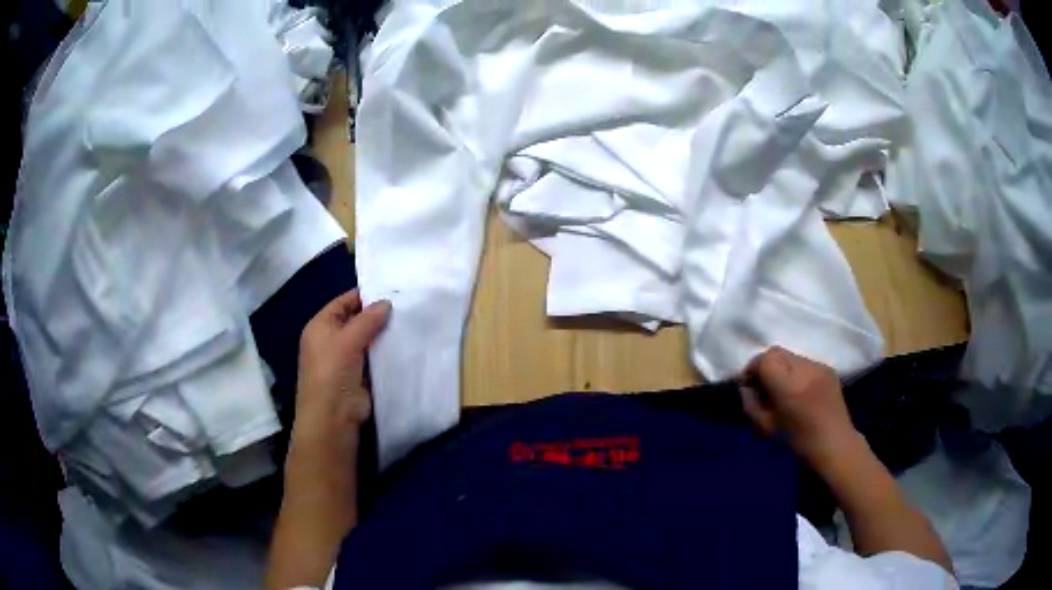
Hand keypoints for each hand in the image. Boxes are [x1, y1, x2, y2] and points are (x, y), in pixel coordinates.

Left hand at [284, 289, 390, 541]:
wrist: (333, 417)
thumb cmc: (332, 372)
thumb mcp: (348, 340)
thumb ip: (367, 319)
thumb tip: (387, 303)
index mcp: (320, 326)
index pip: (343, 302)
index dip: (364, 296)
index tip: (392, 290)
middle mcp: (331, 340)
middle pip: (356, 320)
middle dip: (377, 314)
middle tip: (406, 304)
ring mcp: (346, 359)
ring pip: (367, 339)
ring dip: (383, 334)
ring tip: (410, 320)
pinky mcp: (360, 376)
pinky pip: (375, 357)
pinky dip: (386, 351)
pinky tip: (405, 344)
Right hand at [738, 346, 859, 470]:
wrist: (834, 444)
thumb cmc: (797, 441)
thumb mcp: (765, 428)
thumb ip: (751, 404)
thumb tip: (747, 387)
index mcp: (789, 386)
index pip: (764, 360)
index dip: (753, 369)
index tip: (750, 385)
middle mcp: (805, 370)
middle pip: (776, 352)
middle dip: (766, 365)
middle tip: (764, 385)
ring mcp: (819, 366)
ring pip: (791, 356)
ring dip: (782, 368)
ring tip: (783, 389)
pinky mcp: (828, 368)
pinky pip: (805, 362)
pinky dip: (797, 372)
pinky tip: (800, 390)